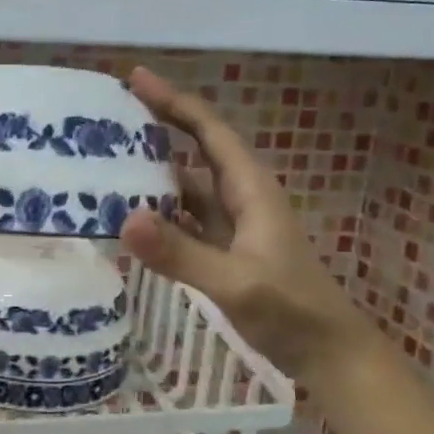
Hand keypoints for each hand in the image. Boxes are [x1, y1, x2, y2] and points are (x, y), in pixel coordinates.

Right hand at [119, 68, 370, 371]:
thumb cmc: (291, 311)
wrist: (328, 355)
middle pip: (194, 151)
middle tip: (107, 118)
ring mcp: (231, 226)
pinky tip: (127, 218)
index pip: (208, 131)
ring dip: (151, 173)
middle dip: (157, 129)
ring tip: (105, 163)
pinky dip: (156, 213)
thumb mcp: (236, 283)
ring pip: (186, 187)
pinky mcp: (222, 251)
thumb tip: (123, 218)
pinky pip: (182, 220)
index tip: (135, 78)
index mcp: (250, 189)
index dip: (174, 102)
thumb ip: (181, 253)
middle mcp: (239, 198)